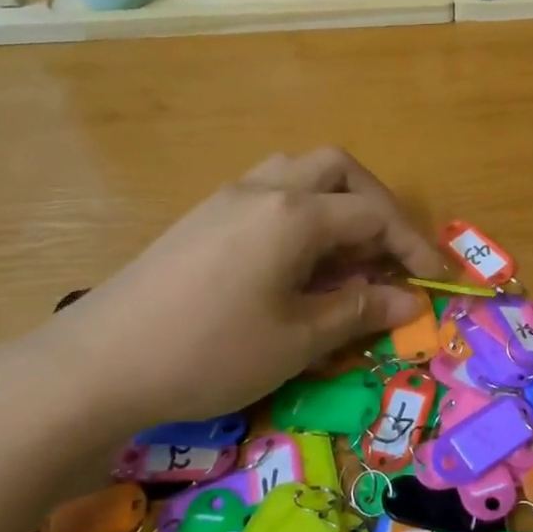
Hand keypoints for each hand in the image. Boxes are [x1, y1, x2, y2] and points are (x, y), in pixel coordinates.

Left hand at [43, 149, 444, 432]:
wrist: (98, 363)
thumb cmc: (211, 351)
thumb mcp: (299, 339)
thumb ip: (360, 311)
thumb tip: (410, 301)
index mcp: (294, 214)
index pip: (374, 215)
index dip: (412, 245)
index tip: (434, 279)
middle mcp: (264, 189)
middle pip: (337, 169)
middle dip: (376, 203)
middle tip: (389, 251)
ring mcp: (227, 198)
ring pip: (297, 172)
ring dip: (334, 200)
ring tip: (344, 251)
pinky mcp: (202, 217)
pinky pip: (267, 192)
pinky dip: (299, 212)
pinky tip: (294, 260)